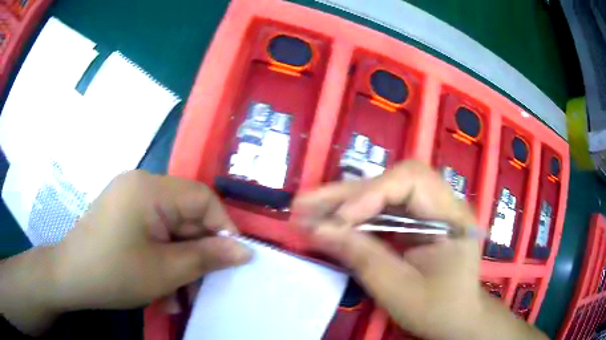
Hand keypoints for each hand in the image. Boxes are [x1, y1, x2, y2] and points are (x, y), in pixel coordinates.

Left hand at [53, 171, 251, 310]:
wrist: (69, 277)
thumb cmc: (113, 273)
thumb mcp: (164, 271)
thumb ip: (207, 257)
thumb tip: (245, 250)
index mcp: (150, 188)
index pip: (202, 198)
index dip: (222, 228)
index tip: (232, 260)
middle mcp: (141, 184)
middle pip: (186, 214)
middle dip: (197, 253)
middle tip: (202, 287)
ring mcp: (130, 198)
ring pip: (171, 228)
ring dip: (180, 261)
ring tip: (178, 295)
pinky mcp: (124, 212)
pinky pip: (154, 232)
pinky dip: (162, 257)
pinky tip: (161, 285)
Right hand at [294, 161, 546, 339]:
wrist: (458, 318)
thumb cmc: (437, 309)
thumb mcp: (398, 290)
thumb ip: (360, 256)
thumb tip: (316, 230)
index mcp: (452, 216)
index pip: (411, 180)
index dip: (371, 193)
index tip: (338, 220)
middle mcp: (444, 203)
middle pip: (393, 180)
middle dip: (347, 193)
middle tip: (304, 205)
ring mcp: (432, 209)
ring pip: (384, 191)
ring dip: (345, 200)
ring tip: (307, 209)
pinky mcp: (419, 220)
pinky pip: (385, 208)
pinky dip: (356, 214)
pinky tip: (329, 220)